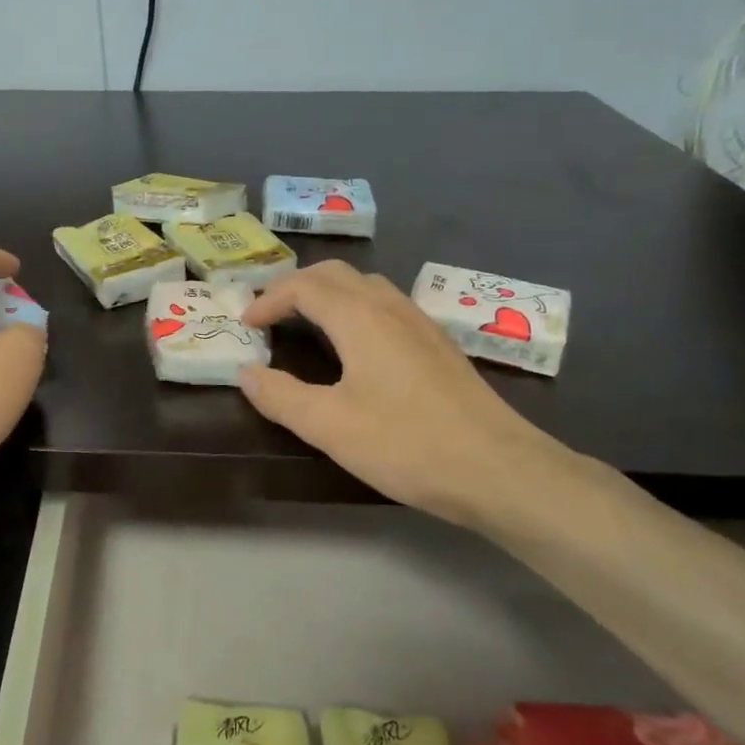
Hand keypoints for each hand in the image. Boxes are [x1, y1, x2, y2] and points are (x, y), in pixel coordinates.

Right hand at [237, 261, 574, 527]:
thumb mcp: (329, 426)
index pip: (303, 286)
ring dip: (327, 294)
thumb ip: (280, 396)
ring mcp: (420, 324)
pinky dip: (354, 308)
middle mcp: (390, 307)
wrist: (499, 469)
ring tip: (305, 323)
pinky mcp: (438, 345)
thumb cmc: (407, 444)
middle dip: (295, 287)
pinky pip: (385, 305)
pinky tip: (356, 347)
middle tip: (270, 316)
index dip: (269, 299)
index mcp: (360, 317)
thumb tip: (246, 373)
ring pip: (365, 286)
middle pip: (335, 275)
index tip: (246, 326)